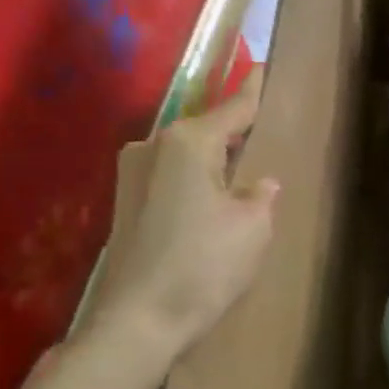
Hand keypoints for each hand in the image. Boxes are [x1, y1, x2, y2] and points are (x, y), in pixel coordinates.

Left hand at [74, 70, 277, 371]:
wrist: (139, 321)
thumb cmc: (205, 265)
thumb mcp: (253, 225)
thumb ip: (260, 193)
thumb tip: (257, 182)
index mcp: (188, 142)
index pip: (233, 108)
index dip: (254, 91)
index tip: (264, 67)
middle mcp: (153, 146)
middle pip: (205, 129)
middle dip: (233, 131)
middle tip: (263, 133)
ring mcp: (131, 174)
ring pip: (185, 154)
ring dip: (212, 160)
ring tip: (241, 172)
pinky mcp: (124, 202)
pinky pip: (170, 176)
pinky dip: (194, 180)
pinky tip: (211, 199)